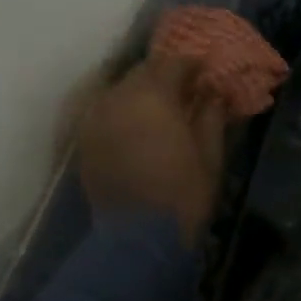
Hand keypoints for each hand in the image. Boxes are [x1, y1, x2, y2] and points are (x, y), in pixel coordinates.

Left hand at [73, 56, 226, 242]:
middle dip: (165, 75)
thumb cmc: (183, 193)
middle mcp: (118, 98)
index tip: (207, 71)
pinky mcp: (85, 140)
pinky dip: (124, 112)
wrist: (138, 237)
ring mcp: (95, 119)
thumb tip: (215, 93)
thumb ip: (211, 116)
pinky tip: (140, 126)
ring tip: (162, 107)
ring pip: (120, 91)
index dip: (192, 64)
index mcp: (153, 97)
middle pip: (142, 72)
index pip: (173, 63)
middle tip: (186, 88)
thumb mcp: (210, 154)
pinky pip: (106, 112)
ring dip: (141, 93)